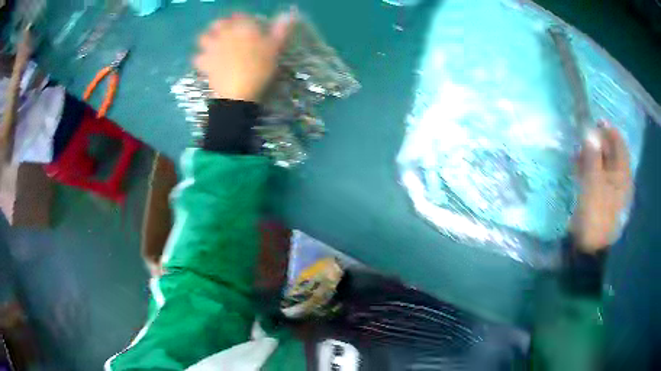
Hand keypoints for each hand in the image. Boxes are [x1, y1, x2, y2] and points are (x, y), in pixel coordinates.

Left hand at [194, 11, 296, 101]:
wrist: (238, 92)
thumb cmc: (259, 68)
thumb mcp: (275, 48)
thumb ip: (281, 30)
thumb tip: (289, 14)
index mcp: (242, 27)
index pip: (239, 16)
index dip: (241, 19)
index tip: (246, 23)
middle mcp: (224, 33)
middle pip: (218, 23)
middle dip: (222, 25)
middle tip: (227, 32)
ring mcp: (212, 48)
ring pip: (204, 37)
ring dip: (208, 38)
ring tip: (213, 44)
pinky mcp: (204, 63)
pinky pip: (198, 57)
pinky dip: (201, 58)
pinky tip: (207, 62)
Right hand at [571, 125, 632, 253]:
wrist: (589, 249)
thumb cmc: (595, 214)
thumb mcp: (593, 183)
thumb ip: (592, 156)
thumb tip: (590, 131)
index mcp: (623, 176)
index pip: (619, 145)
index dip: (609, 131)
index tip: (596, 121)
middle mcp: (620, 181)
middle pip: (612, 154)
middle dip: (599, 143)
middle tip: (585, 137)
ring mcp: (611, 191)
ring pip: (604, 165)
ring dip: (593, 156)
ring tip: (579, 153)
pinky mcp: (602, 199)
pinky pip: (598, 177)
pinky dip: (590, 169)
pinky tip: (580, 169)